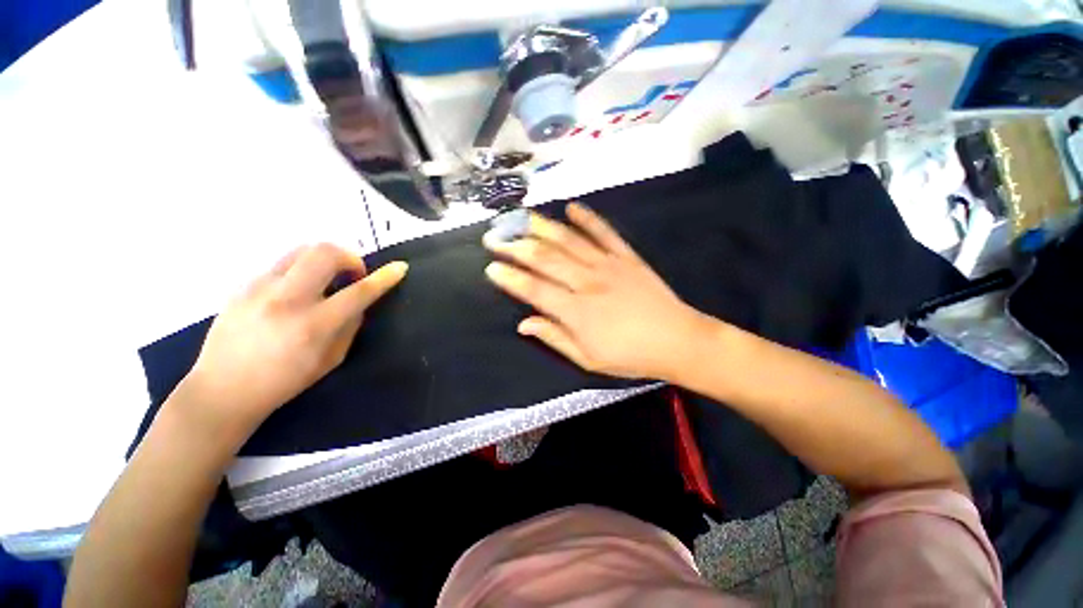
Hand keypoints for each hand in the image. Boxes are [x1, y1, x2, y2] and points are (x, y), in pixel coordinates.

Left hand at [180, 244, 406, 439]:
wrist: (221, 390)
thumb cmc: (284, 382)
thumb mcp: (330, 360)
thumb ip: (350, 326)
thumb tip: (359, 302)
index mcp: (313, 326)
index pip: (358, 293)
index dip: (384, 278)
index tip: (400, 267)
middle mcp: (286, 300)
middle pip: (324, 253)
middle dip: (349, 256)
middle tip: (353, 274)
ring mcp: (259, 288)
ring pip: (301, 251)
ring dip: (324, 259)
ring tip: (326, 279)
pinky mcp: (243, 285)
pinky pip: (282, 264)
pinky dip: (301, 270)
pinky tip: (297, 291)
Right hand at [484, 203, 705, 380]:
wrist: (677, 341)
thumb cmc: (630, 356)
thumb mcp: (588, 358)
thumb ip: (555, 338)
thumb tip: (524, 324)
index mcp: (576, 311)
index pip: (535, 290)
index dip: (511, 278)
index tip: (491, 267)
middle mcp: (588, 282)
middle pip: (546, 260)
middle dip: (517, 247)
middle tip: (495, 236)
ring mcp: (608, 266)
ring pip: (570, 242)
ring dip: (544, 228)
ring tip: (522, 217)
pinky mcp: (627, 257)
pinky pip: (605, 233)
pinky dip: (588, 219)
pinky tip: (572, 208)